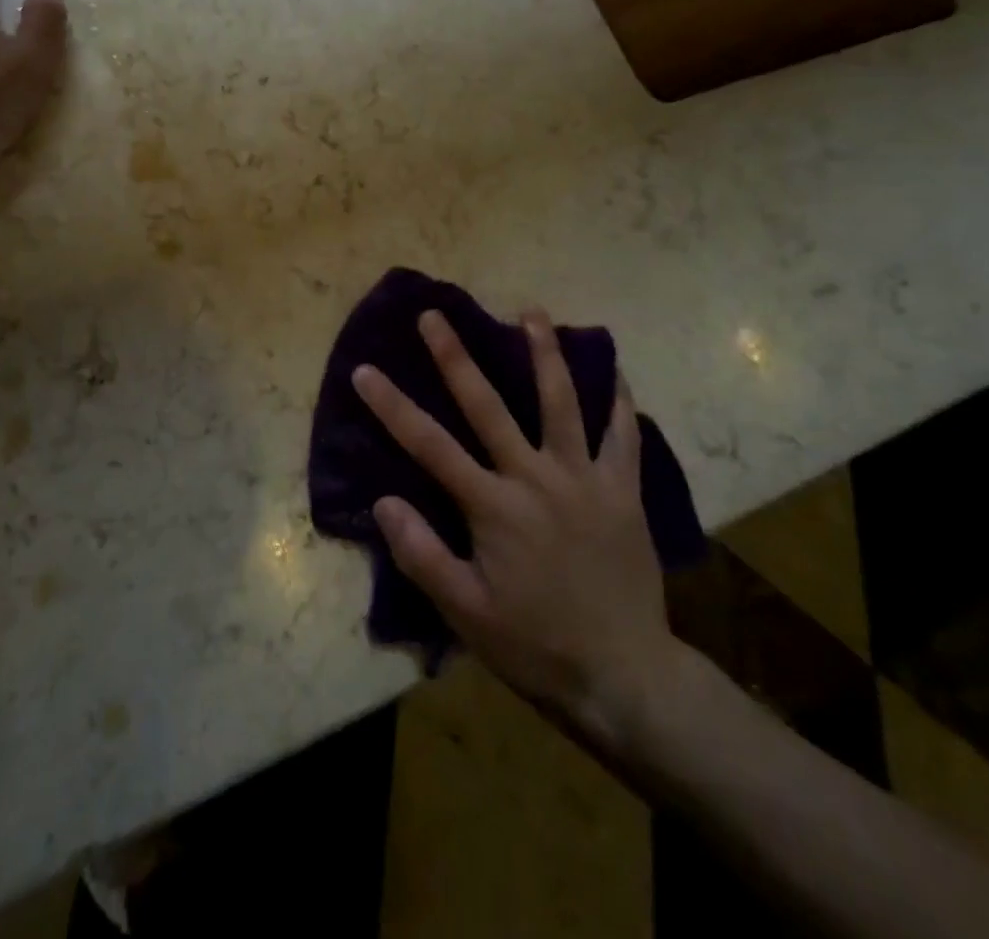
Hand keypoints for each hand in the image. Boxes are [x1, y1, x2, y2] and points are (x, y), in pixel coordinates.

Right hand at [352, 309, 692, 749]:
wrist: (624, 676)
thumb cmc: (534, 644)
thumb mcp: (465, 612)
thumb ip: (422, 554)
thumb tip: (382, 501)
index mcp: (492, 506)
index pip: (430, 445)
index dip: (392, 405)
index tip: (365, 369)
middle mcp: (535, 478)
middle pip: (488, 405)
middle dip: (456, 356)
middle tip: (435, 315)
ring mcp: (584, 478)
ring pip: (561, 402)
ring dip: (543, 354)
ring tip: (531, 312)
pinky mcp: (623, 490)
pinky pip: (623, 435)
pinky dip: (619, 400)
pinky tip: (614, 369)